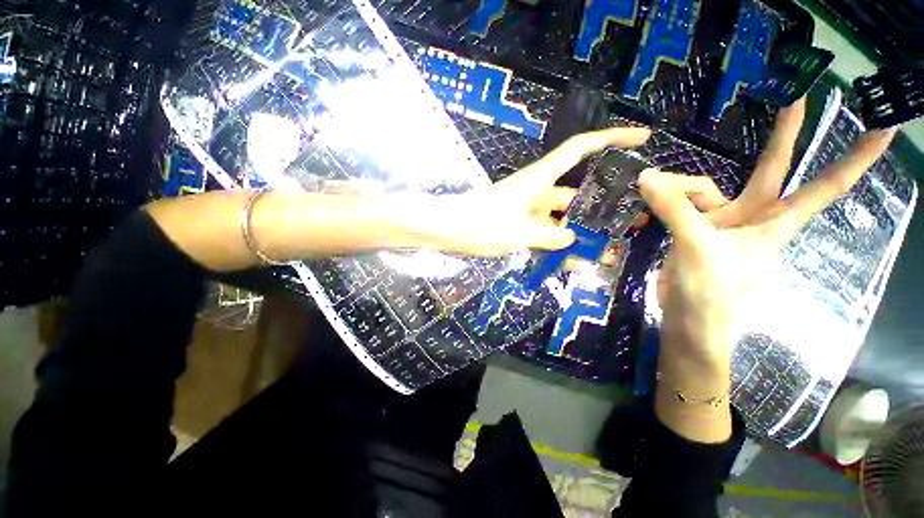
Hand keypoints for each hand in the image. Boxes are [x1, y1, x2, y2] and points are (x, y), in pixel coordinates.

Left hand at [401, 127, 651, 255]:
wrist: (446, 231)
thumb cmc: (477, 225)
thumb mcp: (517, 232)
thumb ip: (548, 236)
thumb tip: (573, 239)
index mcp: (538, 181)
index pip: (579, 150)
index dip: (611, 139)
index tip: (641, 137)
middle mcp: (537, 192)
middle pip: (577, 195)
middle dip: (603, 208)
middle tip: (633, 223)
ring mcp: (529, 210)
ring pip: (562, 219)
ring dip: (582, 235)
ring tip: (609, 253)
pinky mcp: (520, 225)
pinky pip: (546, 233)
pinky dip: (558, 245)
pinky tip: (575, 263)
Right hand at [638, 99, 897, 441]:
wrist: (686, 318)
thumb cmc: (710, 292)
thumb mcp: (697, 247)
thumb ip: (675, 209)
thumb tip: (647, 177)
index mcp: (772, 222)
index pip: (824, 186)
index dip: (854, 160)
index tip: (883, 129)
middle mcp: (751, 215)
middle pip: (772, 168)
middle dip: (785, 135)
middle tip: (796, 95)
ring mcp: (721, 220)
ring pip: (703, 187)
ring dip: (678, 186)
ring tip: (649, 191)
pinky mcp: (693, 228)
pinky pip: (681, 203)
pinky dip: (663, 199)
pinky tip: (647, 198)